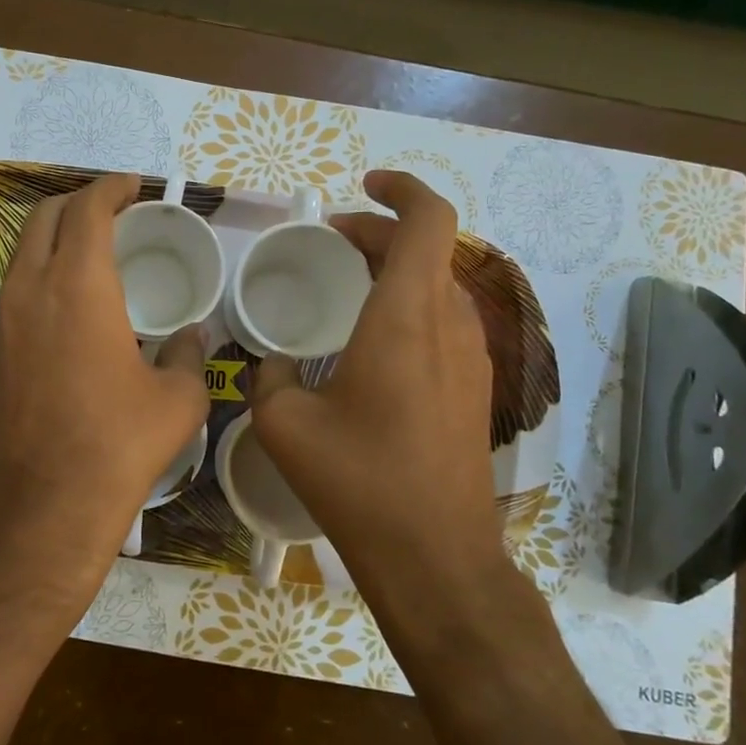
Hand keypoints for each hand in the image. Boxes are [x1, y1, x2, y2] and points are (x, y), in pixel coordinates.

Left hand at [0, 173, 209, 612]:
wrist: (45, 508)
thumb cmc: (119, 445)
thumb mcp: (177, 400)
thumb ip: (187, 355)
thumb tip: (190, 336)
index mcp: (79, 286)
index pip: (88, 209)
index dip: (112, 188)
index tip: (134, 186)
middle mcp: (31, 290)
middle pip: (45, 217)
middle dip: (79, 202)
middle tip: (114, 210)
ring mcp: (3, 321)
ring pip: (23, 251)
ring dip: (55, 236)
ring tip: (91, 248)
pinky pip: (15, 287)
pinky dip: (40, 272)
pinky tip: (67, 300)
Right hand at [250, 169, 504, 594]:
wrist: (436, 558)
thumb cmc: (359, 481)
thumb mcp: (284, 425)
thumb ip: (269, 376)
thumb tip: (271, 363)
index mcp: (406, 318)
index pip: (429, 220)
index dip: (401, 188)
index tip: (362, 186)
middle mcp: (449, 326)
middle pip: (429, 249)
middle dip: (381, 232)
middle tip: (332, 241)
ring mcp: (473, 360)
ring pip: (440, 286)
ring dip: (398, 271)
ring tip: (350, 287)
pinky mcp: (476, 391)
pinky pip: (446, 323)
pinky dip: (411, 307)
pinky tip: (373, 345)